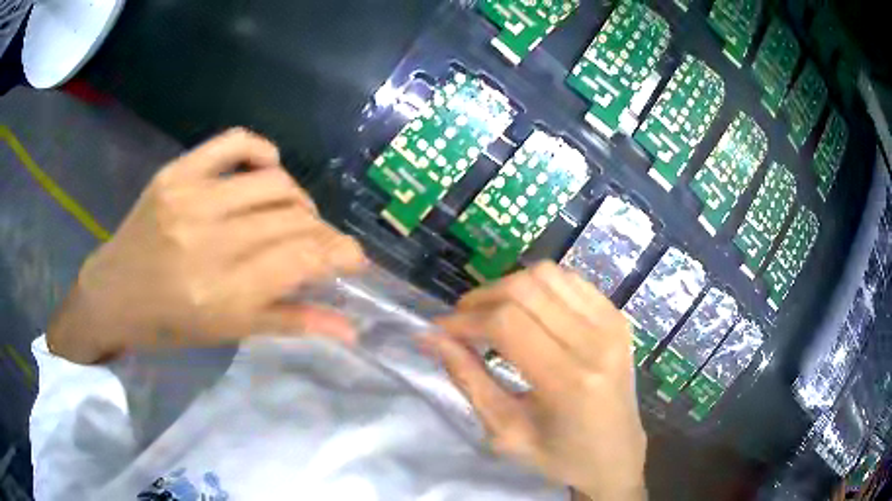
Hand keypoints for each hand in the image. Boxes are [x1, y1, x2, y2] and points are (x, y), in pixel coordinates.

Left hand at [49, 128, 366, 362]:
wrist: (114, 293)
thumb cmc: (169, 325)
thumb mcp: (228, 332)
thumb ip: (290, 323)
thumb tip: (350, 328)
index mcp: (224, 293)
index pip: (303, 257)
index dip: (340, 253)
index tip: (353, 258)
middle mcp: (209, 241)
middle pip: (292, 217)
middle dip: (320, 231)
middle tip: (319, 244)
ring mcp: (190, 199)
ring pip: (273, 183)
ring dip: (298, 199)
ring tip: (294, 215)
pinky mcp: (176, 173)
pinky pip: (233, 142)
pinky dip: (261, 151)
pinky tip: (268, 168)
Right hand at [427, 262, 646, 499]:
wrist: (617, 455)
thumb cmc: (560, 456)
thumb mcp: (505, 432)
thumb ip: (469, 380)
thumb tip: (431, 339)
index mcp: (569, 381)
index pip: (506, 323)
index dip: (464, 320)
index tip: (439, 331)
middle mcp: (595, 342)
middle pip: (525, 289)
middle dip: (481, 299)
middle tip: (462, 323)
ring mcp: (612, 323)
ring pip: (547, 274)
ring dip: (508, 287)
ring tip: (491, 314)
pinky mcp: (617, 316)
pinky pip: (570, 280)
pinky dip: (539, 287)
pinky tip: (528, 310)